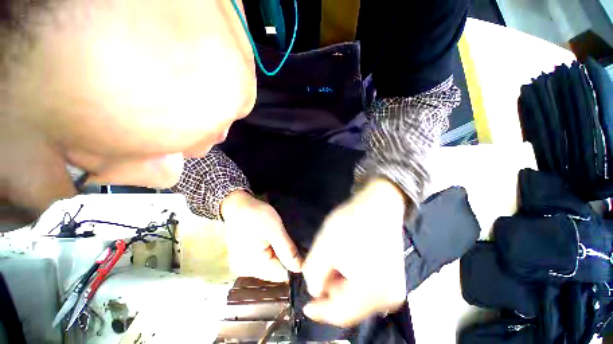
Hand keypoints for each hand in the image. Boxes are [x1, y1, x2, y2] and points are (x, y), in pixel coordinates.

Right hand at [221, 190, 301, 281]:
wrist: (238, 204)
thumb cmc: (256, 215)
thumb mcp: (274, 230)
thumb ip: (287, 250)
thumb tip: (300, 268)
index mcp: (252, 266)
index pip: (281, 274)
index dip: (295, 264)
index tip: (306, 252)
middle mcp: (247, 270)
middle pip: (276, 270)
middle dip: (288, 258)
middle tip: (298, 243)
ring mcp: (247, 263)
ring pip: (272, 263)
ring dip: (282, 254)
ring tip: (289, 241)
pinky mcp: (249, 255)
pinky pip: (266, 258)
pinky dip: (275, 250)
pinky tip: (280, 241)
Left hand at [302, 178, 407, 326]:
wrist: (378, 204)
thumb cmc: (352, 221)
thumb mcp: (325, 244)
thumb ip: (313, 272)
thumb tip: (315, 289)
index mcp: (373, 291)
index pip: (341, 313)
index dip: (320, 312)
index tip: (306, 306)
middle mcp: (389, 297)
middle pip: (350, 307)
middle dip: (331, 293)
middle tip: (321, 274)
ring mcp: (394, 288)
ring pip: (358, 298)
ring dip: (341, 286)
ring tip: (333, 264)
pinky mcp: (393, 278)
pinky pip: (368, 289)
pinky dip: (352, 281)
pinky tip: (346, 264)